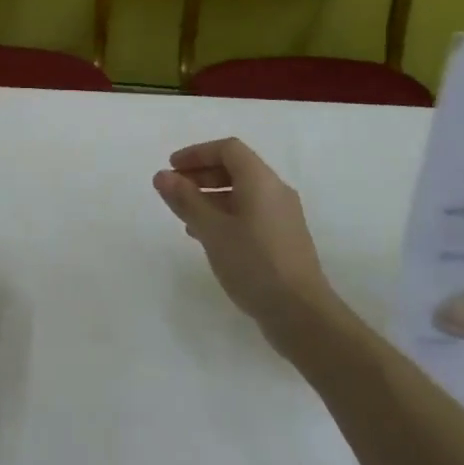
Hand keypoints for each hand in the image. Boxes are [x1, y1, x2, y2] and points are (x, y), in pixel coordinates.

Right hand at [154, 138, 334, 334]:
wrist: (301, 315)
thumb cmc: (254, 263)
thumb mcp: (212, 230)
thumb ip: (186, 200)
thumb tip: (162, 176)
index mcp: (261, 180)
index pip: (228, 149)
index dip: (197, 153)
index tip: (171, 168)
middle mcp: (275, 191)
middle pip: (236, 169)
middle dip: (202, 174)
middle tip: (174, 190)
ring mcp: (283, 217)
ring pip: (242, 193)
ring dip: (211, 197)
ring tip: (185, 215)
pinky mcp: (284, 240)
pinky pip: (250, 214)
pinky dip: (225, 215)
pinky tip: (208, 237)